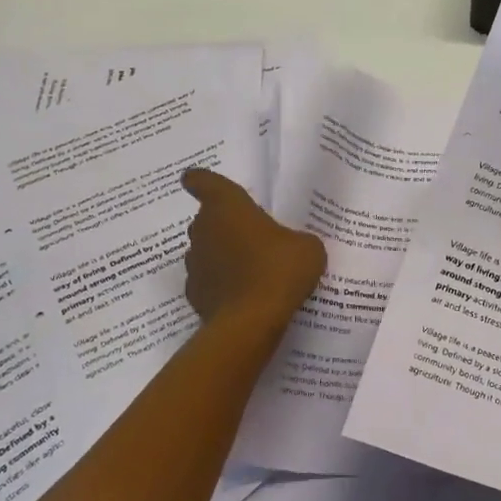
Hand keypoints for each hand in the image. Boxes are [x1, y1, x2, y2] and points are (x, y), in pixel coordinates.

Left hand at [181, 169, 325, 327]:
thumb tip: (292, 246)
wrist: (251, 321)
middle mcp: (203, 229)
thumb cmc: (279, 269)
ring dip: (222, 256)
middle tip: (251, 236)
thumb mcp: (308, 247)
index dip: (200, 180)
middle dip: (224, 225)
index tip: (193, 179)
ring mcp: (194, 264)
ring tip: (250, 270)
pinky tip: (244, 296)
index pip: (204, 182)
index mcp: (227, 206)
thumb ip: (297, 239)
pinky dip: (221, 285)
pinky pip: (208, 282)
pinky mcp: (194, 295)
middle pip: (207, 219)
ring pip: (206, 251)